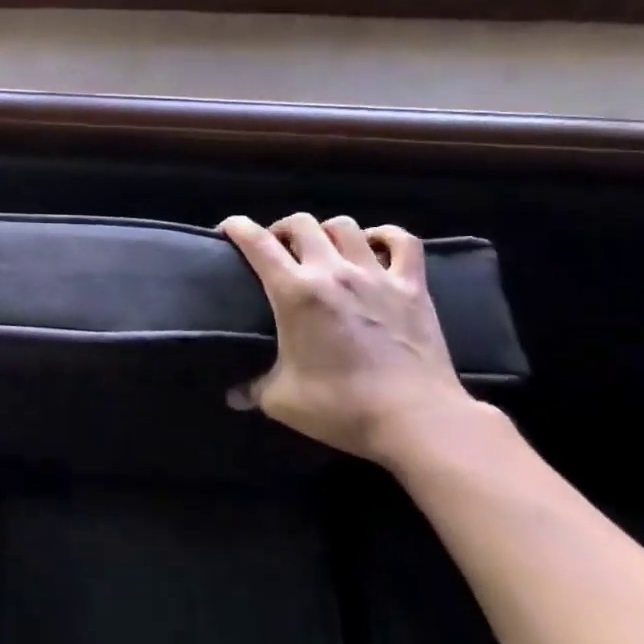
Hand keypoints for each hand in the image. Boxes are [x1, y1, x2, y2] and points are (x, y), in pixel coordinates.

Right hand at [219, 212, 474, 462]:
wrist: (417, 420)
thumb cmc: (341, 408)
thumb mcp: (281, 401)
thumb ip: (252, 390)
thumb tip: (233, 397)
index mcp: (295, 292)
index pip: (257, 242)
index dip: (236, 227)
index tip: (227, 230)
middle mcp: (332, 271)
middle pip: (301, 223)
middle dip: (282, 230)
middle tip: (277, 250)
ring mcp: (376, 275)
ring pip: (345, 226)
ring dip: (326, 232)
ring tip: (322, 250)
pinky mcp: (413, 286)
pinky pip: (401, 241)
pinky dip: (383, 236)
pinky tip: (373, 246)